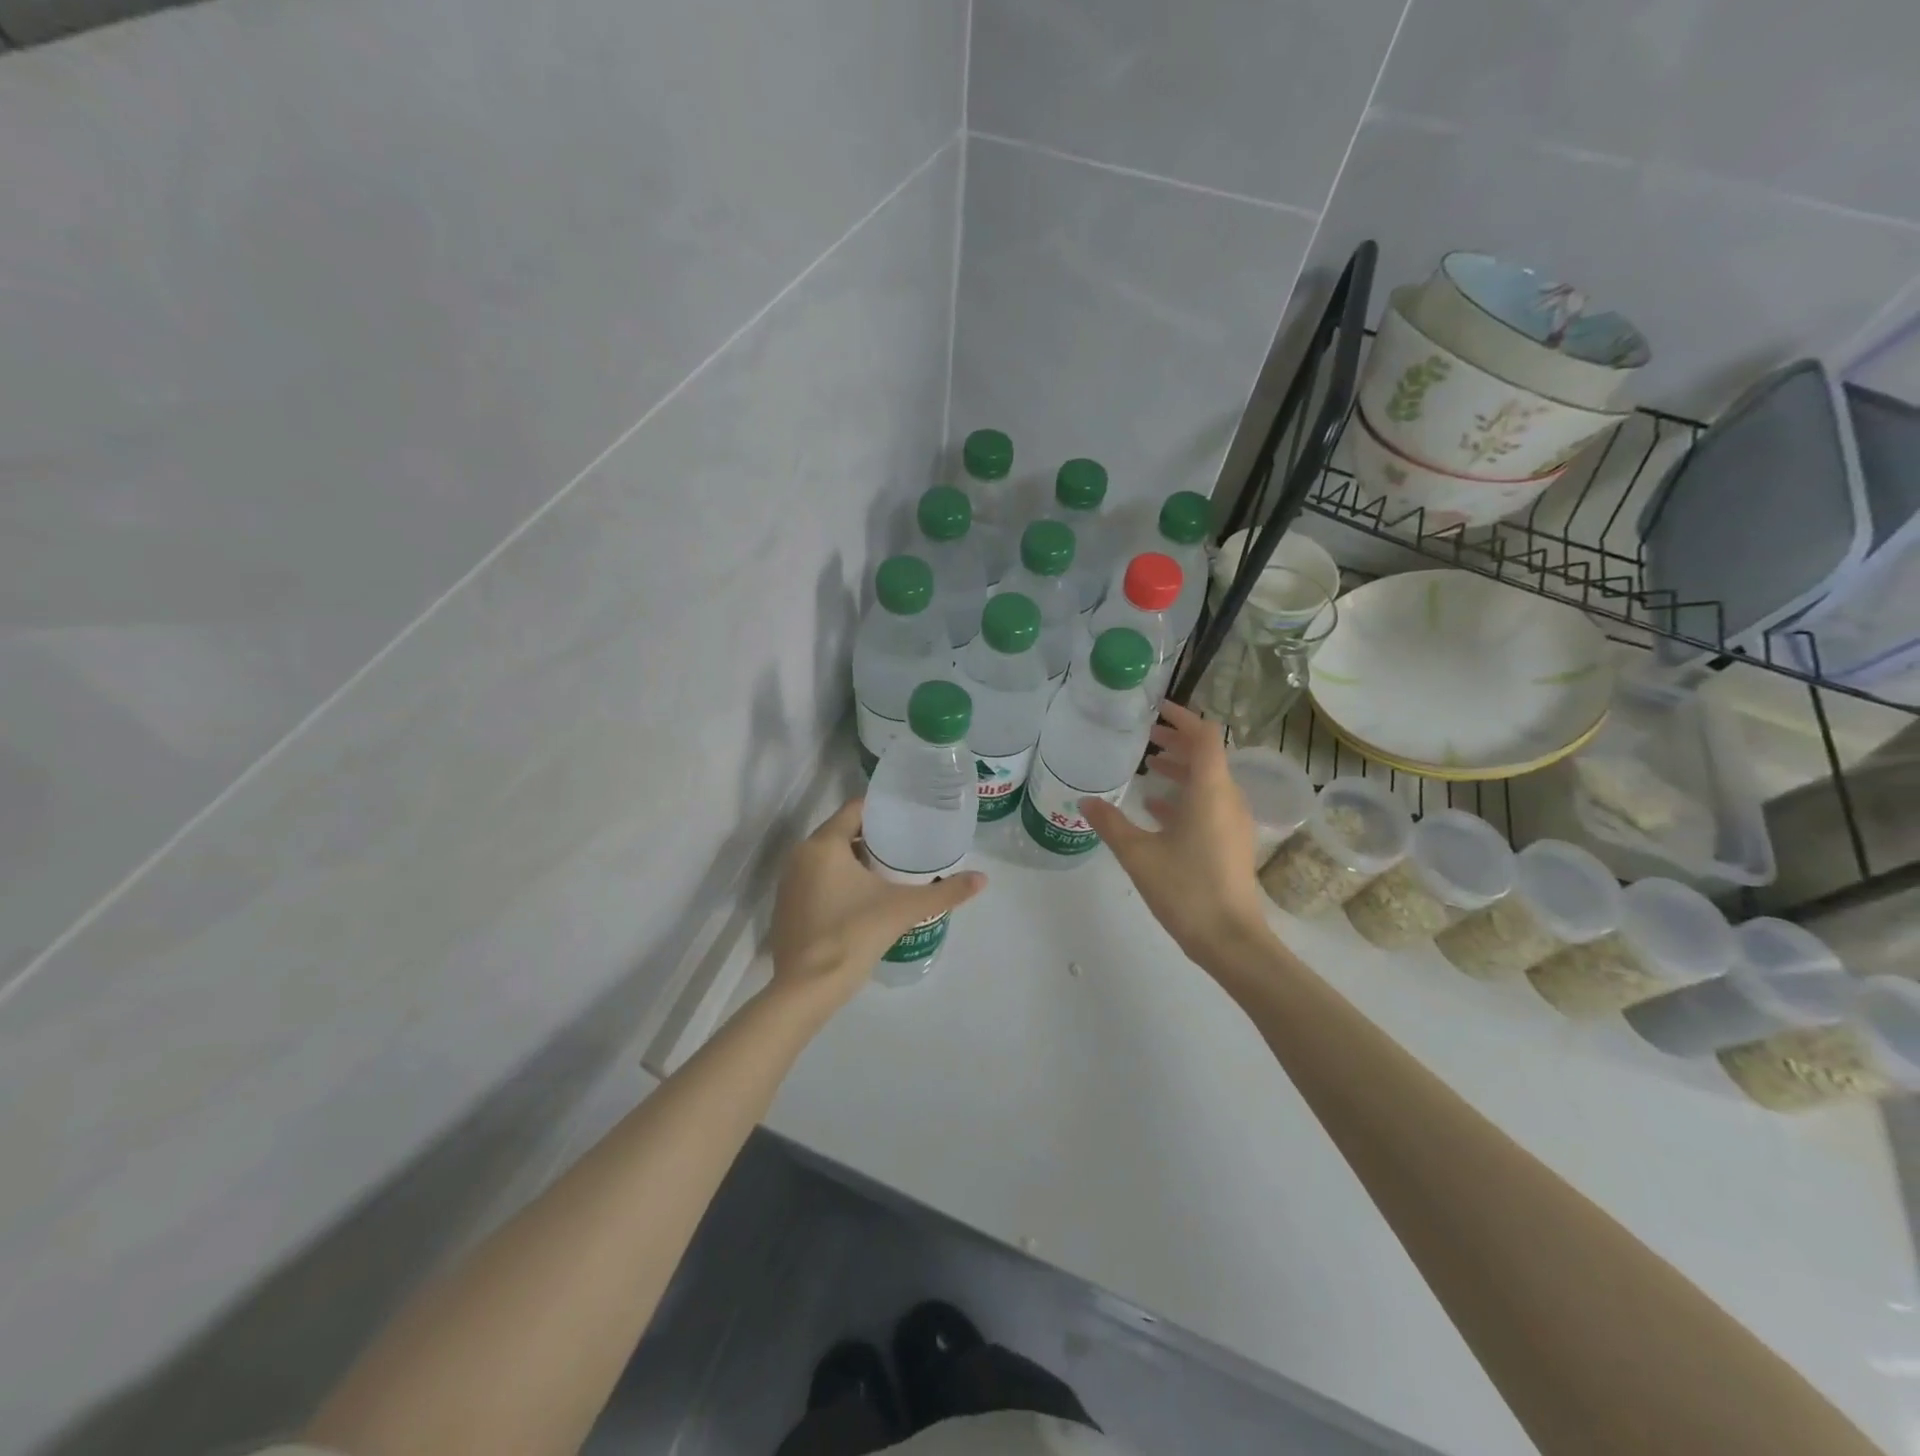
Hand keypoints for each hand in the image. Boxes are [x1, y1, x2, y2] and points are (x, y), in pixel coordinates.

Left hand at [768, 798, 986, 1009]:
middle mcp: (800, 855)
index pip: (855, 808)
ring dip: (856, 860)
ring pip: (829, 858)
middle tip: (907, 845)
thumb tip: (983, 878)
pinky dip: (839, 880)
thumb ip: (945, 892)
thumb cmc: (852, 935)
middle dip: (873, 837)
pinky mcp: (786, 907)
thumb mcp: (904, 909)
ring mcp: (789, 882)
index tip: (909, 816)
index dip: (882, 810)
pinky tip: (864, 898)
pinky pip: (817, 880)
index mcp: (824, 844)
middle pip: (842, 832)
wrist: (805, 990)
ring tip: (891, 870)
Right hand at [1080, 702, 1273, 972]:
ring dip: (1181, 768)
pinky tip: (1156, 808)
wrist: (1230, 940)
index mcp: (1210, 790)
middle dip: (1177, 741)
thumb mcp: (1138, 854)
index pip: (1204, 736)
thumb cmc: (1186, 889)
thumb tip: (1084, 801)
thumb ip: (1111, 823)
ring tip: (1148, 766)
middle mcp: (1228, 798)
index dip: (1182, 717)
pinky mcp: (1230, 842)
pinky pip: (1209, 804)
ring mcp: (1233, 822)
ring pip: (1208, 781)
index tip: (1155, 709)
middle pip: (1207, 755)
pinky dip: (1185, 796)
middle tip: (1144, 735)